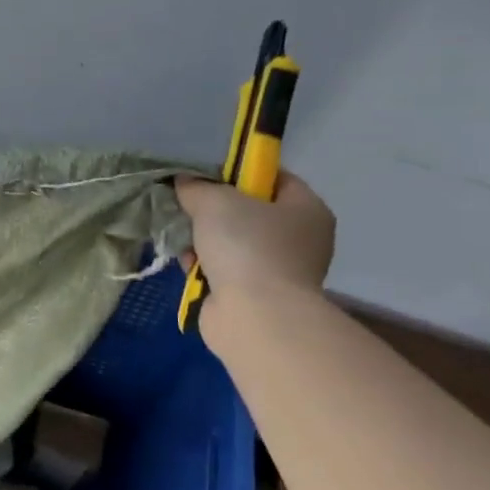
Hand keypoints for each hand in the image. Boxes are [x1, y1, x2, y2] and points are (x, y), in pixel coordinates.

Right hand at [175, 172, 334, 338]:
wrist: (255, 316)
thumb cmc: (247, 246)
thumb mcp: (215, 201)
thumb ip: (197, 187)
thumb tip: (184, 183)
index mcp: (307, 209)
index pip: (274, 178)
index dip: (240, 172)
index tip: (208, 177)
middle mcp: (300, 239)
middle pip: (250, 212)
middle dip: (214, 211)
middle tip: (188, 207)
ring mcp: (280, 271)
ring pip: (233, 242)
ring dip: (204, 240)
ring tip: (182, 238)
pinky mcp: (257, 296)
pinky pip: (226, 270)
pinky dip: (205, 267)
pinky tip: (187, 265)